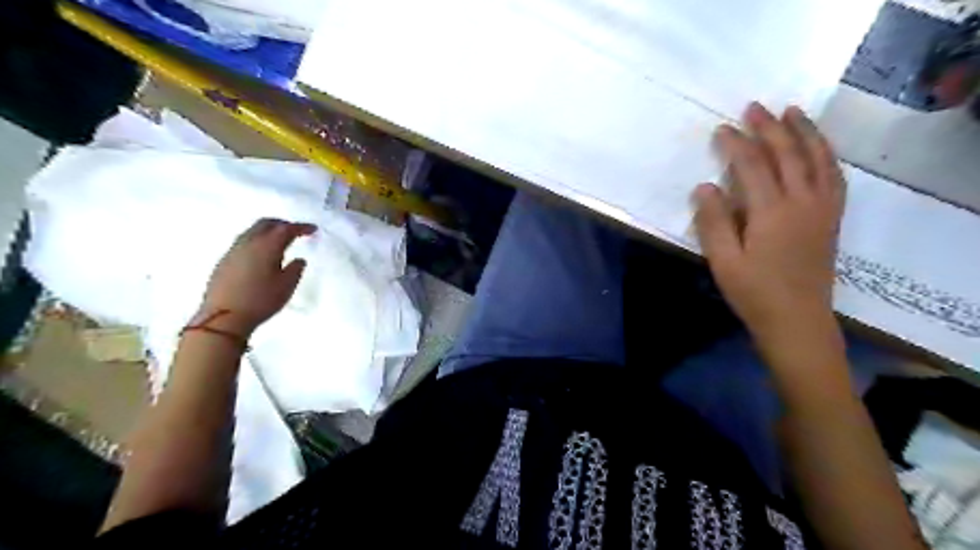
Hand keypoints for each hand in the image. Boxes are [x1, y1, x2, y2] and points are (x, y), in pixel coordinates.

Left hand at [195, 218, 319, 337]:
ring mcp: (233, 251)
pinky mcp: (224, 261)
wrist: (223, 317)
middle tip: (295, 231)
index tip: (313, 229)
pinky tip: (262, 255)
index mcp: (267, 246)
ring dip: (268, 231)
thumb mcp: (287, 286)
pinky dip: (257, 241)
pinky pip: (244, 242)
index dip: (301, 227)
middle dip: (282, 224)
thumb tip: (298, 259)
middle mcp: (248, 242)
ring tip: (279, 242)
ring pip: (252, 231)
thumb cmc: (261, 300)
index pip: (286, 229)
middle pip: (265, 224)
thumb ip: (295, 269)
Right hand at [692, 102, 846, 342]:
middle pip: (788, 154)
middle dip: (770, 128)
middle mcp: (803, 202)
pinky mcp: (832, 218)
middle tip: (754, 107)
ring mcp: (822, 209)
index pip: (752, 166)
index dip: (736, 144)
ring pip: (818, 159)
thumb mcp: (723, 261)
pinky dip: (826, 154)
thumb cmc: (754, 292)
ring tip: (792, 112)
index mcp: (772, 212)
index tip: (721, 129)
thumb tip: (705, 186)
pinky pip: (834, 176)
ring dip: (804, 132)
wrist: (797, 320)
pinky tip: (818, 148)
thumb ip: (713, 222)